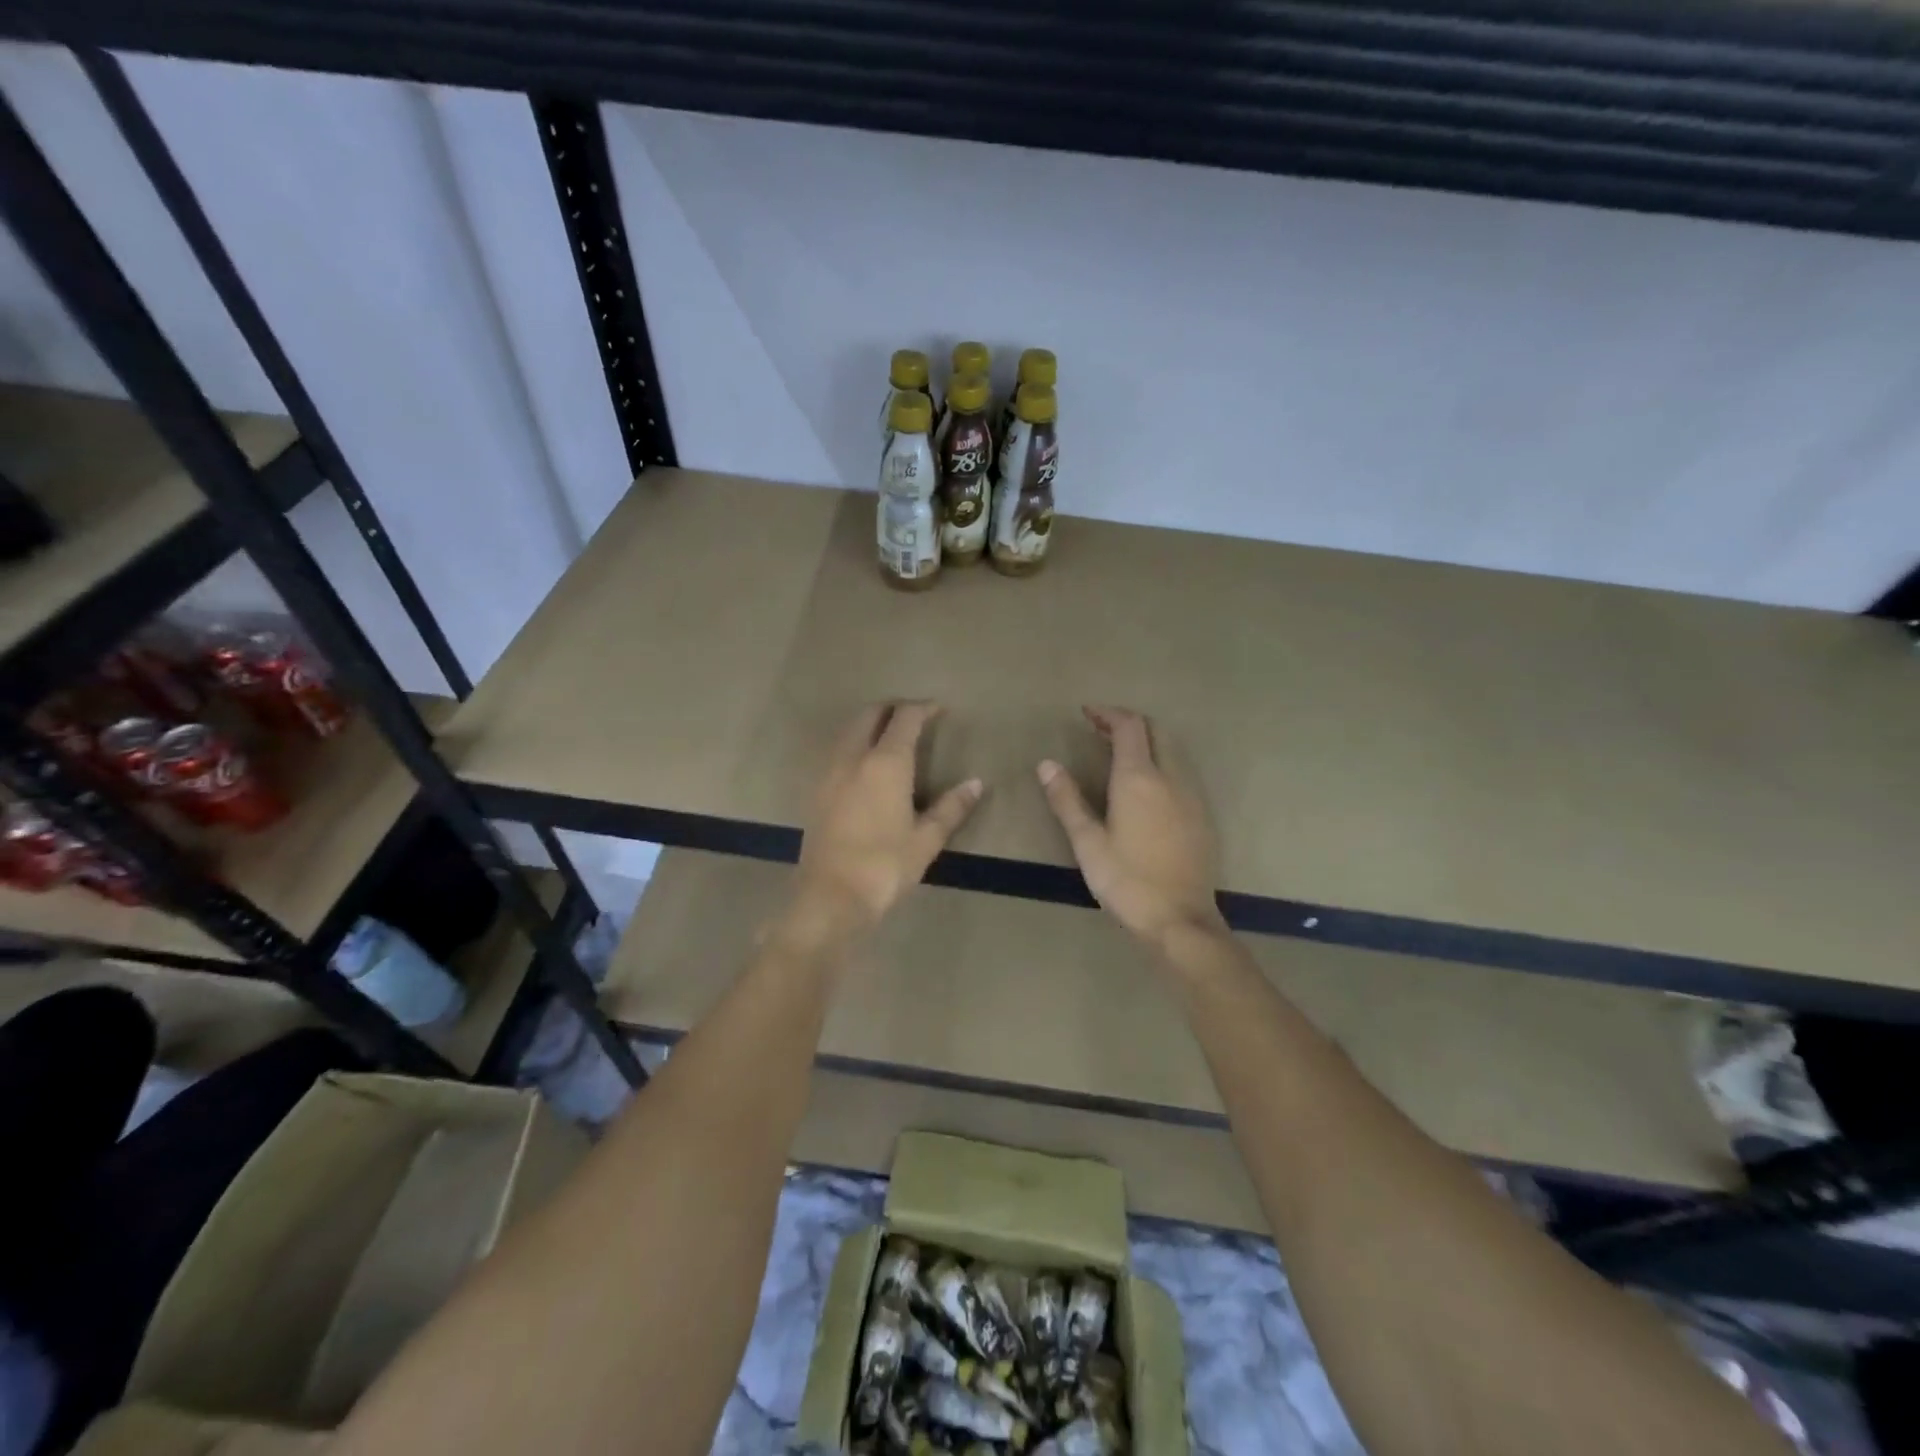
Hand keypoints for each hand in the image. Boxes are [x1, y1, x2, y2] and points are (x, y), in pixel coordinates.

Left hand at [790, 702, 982, 938]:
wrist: (831, 896)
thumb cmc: (885, 865)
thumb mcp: (927, 839)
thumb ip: (952, 807)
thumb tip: (975, 784)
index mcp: (886, 762)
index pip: (905, 718)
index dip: (922, 708)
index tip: (938, 709)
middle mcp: (854, 757)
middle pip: (869, 714)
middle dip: (892, 708)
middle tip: (913, 716)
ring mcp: (829, 772)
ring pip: (849, 731)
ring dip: (869, 724)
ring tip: (890, 737)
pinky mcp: (815, 790)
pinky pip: (837, 751)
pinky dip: (854, 744)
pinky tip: (865, 766)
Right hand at [1037, 707, 1226, 947]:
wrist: (1180, 920)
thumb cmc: (1126, 881)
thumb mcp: (1087, 842)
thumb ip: (1067, 799)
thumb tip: (1046, 764)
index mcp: (1138, 778)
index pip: (1129, 726)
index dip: (1107, 714)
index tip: (1087, 713)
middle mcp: (1170, 777)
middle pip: (1155, 730)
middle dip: (1128, 722)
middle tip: (1100, 729)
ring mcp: (1191, 795)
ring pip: (1172, 749)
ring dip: (1147, 741)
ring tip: (1119, 753)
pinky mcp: (1201, 815)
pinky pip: (1181, 771)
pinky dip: (1161, 762)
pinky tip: (1146, 786)